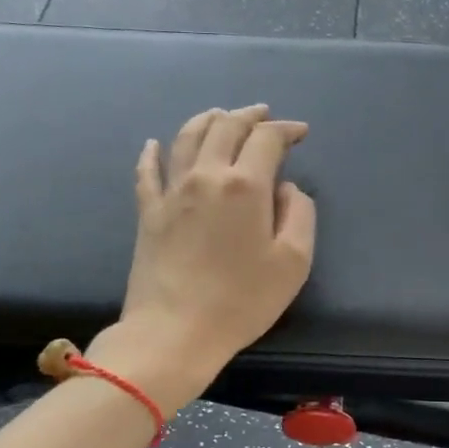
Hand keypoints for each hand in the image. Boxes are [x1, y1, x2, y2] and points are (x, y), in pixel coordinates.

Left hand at [88, 105, 316, 410]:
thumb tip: (284, 189)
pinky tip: (154, 144)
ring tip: (220, 116)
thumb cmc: (242, 300)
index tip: (300, 133)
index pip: (267, 139)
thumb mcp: (293, 262)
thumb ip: (299, 214)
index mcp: (245, 185)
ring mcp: (171, 191)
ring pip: (187, 137)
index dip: (286, 130)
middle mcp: (206, 175)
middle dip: (249, 116)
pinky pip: (148, 171)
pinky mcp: (148, 212)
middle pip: (225, 127)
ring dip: (208, 120)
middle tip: (264, 116)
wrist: (174, 331)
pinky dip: (153, 152)